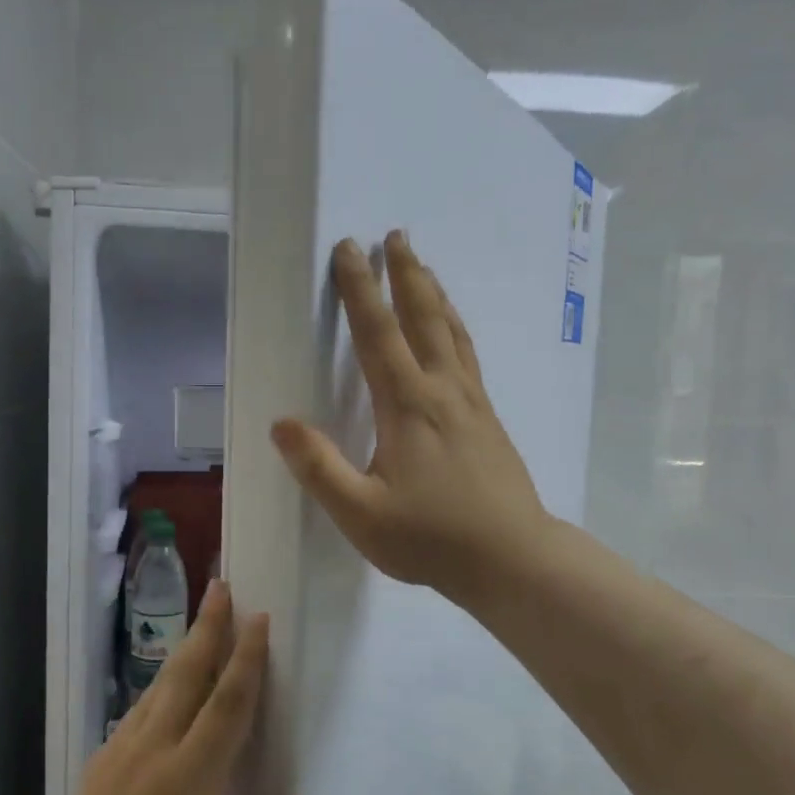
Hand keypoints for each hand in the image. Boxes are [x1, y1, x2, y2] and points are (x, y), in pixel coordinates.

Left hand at [29, 581, 307, 794]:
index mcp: (190, 779)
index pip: (226, 705)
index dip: (246, 659)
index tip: (259, 620)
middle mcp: (156, 750)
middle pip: (188, 675)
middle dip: (209, 628)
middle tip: (222, 586)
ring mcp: (125, 751)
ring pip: (162, 684)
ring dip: (186, 647)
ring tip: (203, 617)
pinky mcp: (105, 759)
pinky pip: (141, 707)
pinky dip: (163, 681)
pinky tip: (170, 679)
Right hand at [271, 230, 551, 606]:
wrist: (512, 558)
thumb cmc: (432, 539)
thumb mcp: (362, 515)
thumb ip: (320, 469)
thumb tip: (282, 424)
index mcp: (408, 406)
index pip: (378, 334)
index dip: (360, 289)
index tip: (349, 249)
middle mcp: (443, 391)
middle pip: (423, 318)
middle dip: (405, 275)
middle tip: (395, 236)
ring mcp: (472, 403)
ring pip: (453, 333)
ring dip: (434, 295)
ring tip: (424, 269)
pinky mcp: (489, 420)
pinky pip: (469, 356)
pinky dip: (456, 328)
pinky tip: (454, 334)